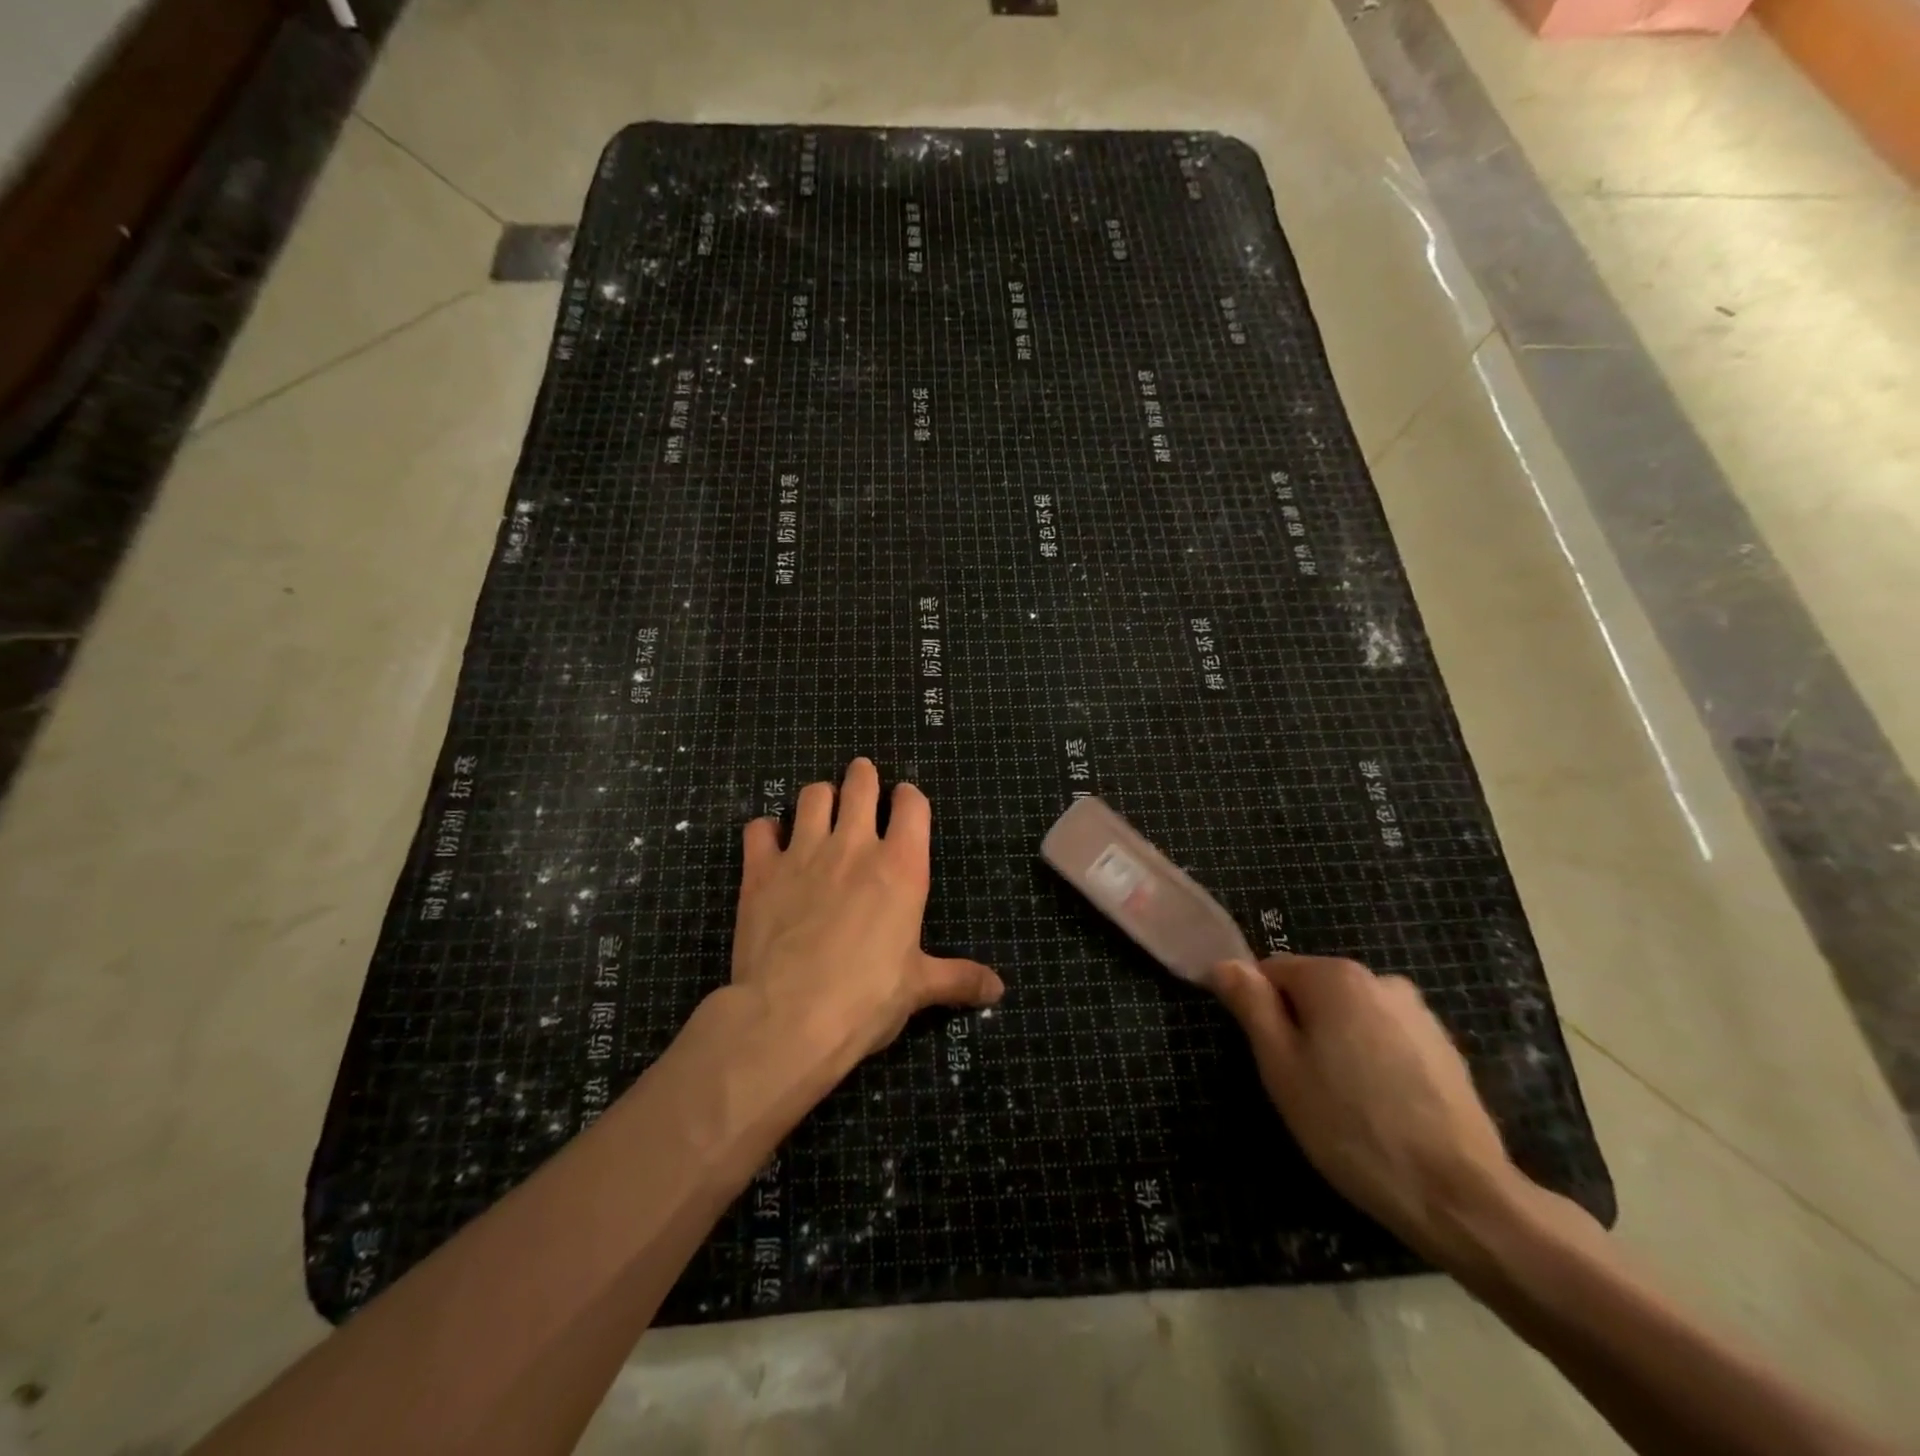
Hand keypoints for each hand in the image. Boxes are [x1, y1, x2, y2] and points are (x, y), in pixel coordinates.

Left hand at [731, 758, 1003, 1070]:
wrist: (789, 1018)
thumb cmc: (866, 1000)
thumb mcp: (918, 988)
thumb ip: (959, 979)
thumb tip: (998, 990)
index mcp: (901, 867)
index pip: (912, 805)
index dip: (909, 797)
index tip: (905, 801)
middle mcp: (854, 847)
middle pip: (861, 784)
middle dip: (863, 776)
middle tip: (862, 778)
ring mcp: (804, 853)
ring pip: (812, 795)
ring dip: (820, 796)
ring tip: (821, 808)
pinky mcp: (761, 870)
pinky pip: (759, 828)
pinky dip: (766, 830)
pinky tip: (770, 843)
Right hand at [1210, 953, 1520, 1268]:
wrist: (1458, 1196)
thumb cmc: (1350, 1126)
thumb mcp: (1281, 1066)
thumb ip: (1250, 1004)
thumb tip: (1224, 964)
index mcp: (1335, 976)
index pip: (1271, 971)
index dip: (1258, 1010)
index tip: (1265, 1057)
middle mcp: (1379, 979)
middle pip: (1314, 991)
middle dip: (1299, 1026)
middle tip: (1299, 1084)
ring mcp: (1418, 1013)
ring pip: (1351, 1017)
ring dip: (1336, 1043)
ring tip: (1341, 1101)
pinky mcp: (1445, 1048)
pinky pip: (1386, 1039)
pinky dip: (1372, 1060)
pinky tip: (1380, 1108)